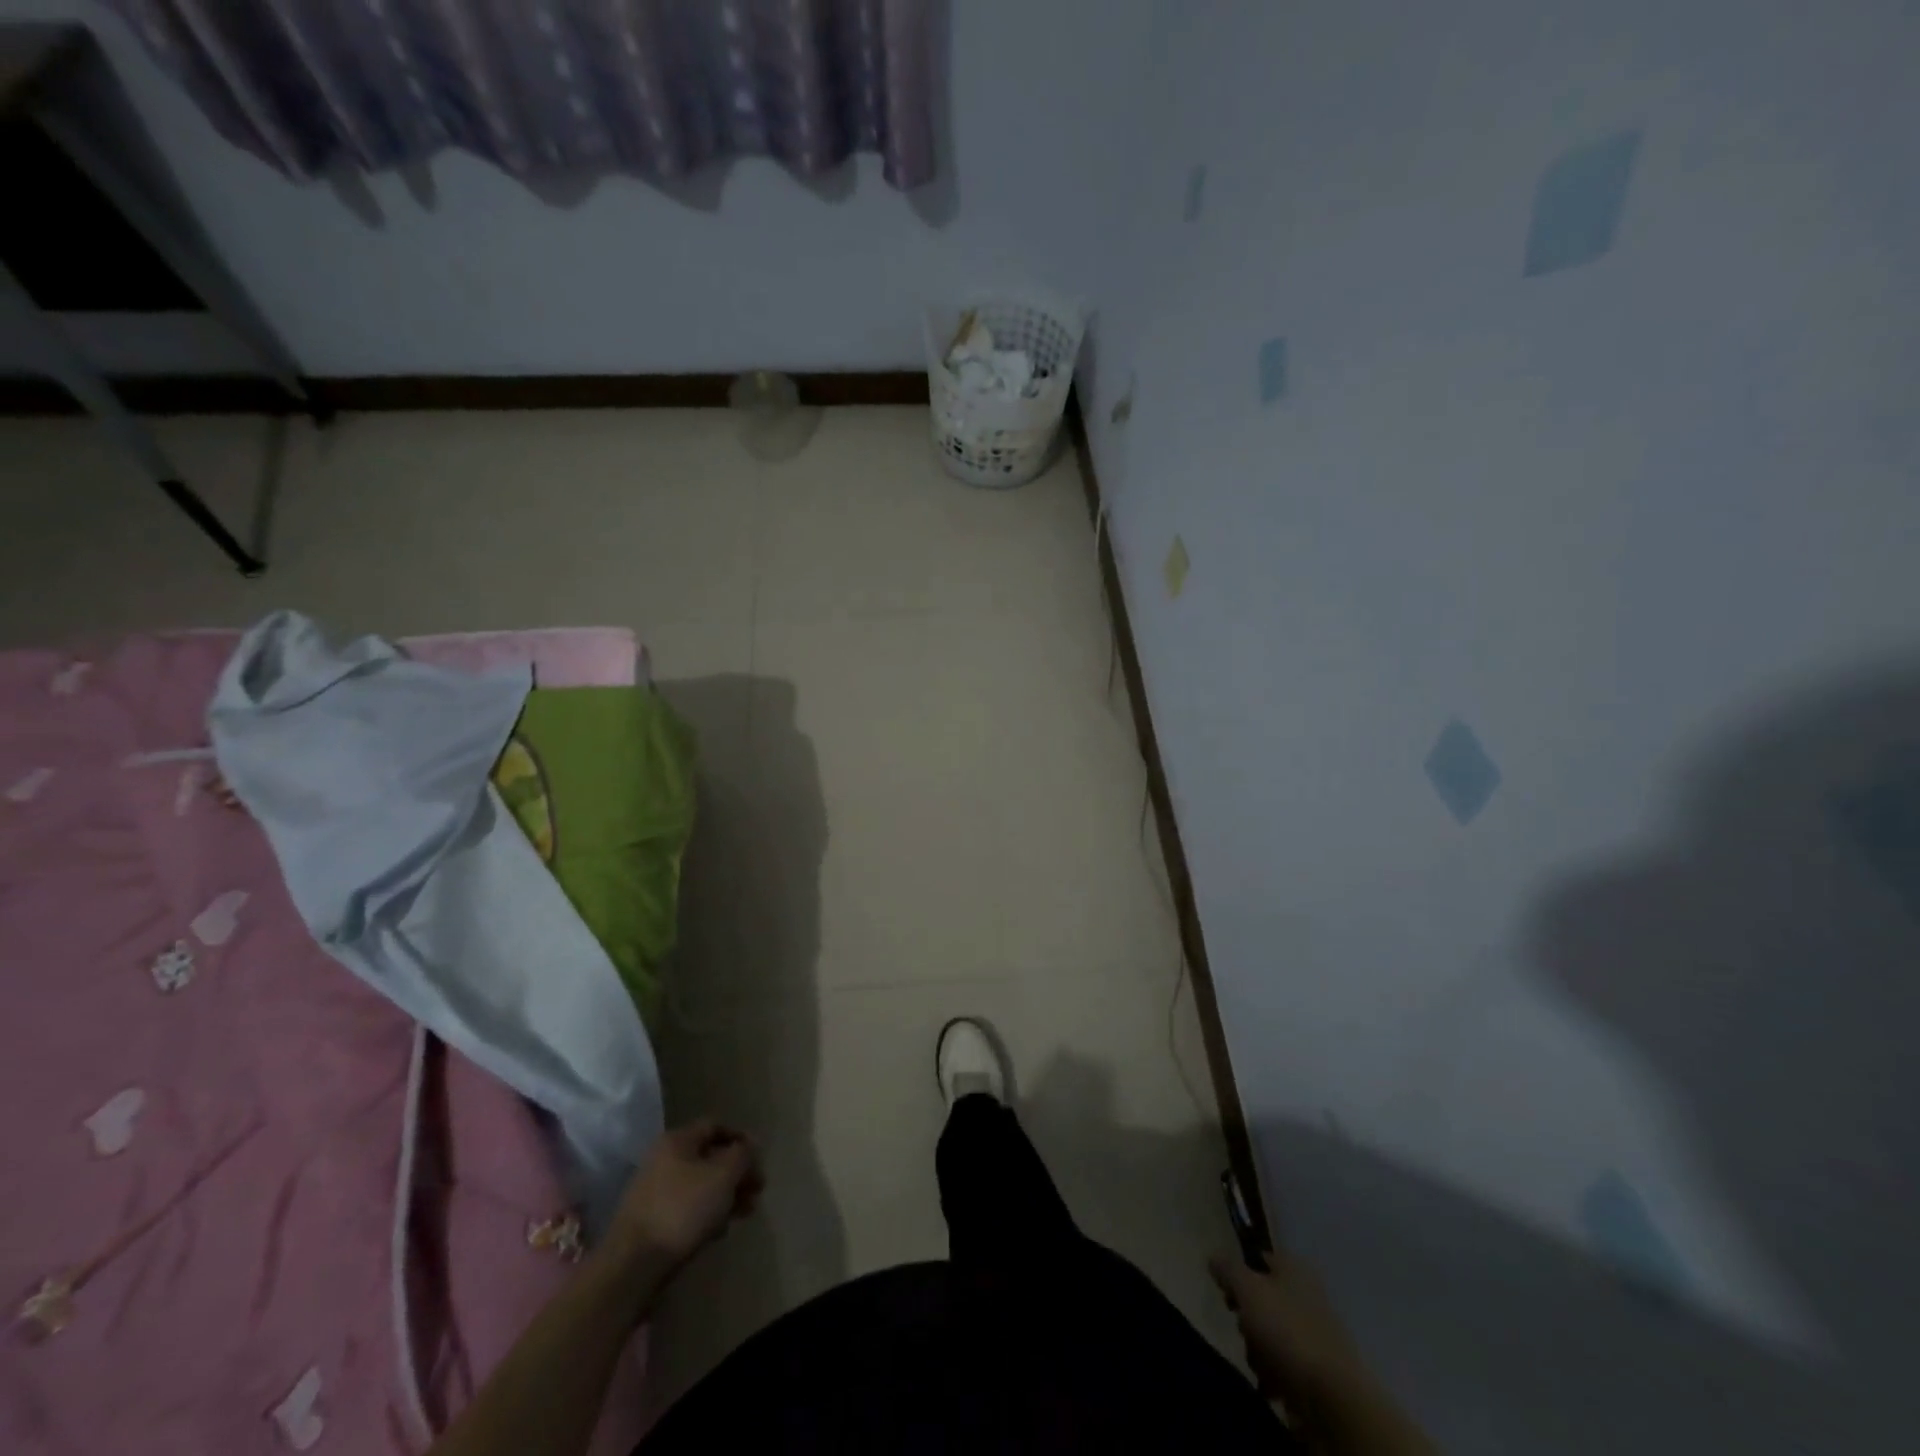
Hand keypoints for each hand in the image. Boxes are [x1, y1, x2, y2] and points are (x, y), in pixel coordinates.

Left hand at [607, 1118, 763, 1271]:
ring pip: (700, 1185)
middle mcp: (663, 1159)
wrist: (632, 1265)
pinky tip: (718, 1232)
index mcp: (677, 1141)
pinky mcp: (651, 1221)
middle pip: (710, 1158)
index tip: (759, 1161)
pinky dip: (706, 1214)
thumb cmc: (682, 1210)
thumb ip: (742, 1155)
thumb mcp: (723, 1176)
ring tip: (744, 1214)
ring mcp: (654, 1191)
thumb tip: (750, 1145)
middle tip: (757, 1192)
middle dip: (737, 1174)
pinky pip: (686, 1208)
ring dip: (725, 1196)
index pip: (716, 1126)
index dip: (741, 1139)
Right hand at [1209, 1251, 1366, 1406]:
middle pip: (1262, 1299)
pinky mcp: (1317, 1368)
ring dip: (1257, 1350)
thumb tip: (1214, 1258)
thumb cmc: (1286, 1330)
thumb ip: (1227, 1269)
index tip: (1227, 1294)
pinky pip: (1285, 1363)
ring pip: (1270, 1333)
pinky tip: (1272, 1384)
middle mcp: (1306, 1294)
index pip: (1258, 1259)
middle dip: (1246, 1319)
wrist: (1333, 1396)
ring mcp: (1314, 1332)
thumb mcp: (1248, 1289)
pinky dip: (1274, 1373)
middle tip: (1244, 1330)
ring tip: (1260, 1363)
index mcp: (1294, 1268)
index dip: (1238, 1273)